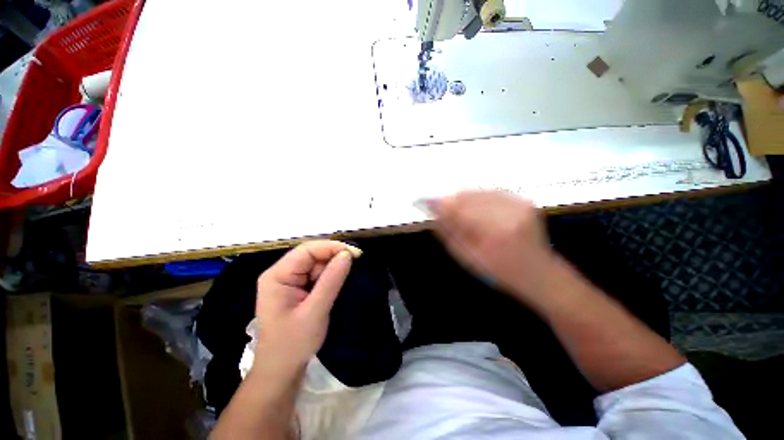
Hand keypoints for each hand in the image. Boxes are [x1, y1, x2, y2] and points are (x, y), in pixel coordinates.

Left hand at [254, 240, 360, 373]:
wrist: (281, 372)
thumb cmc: (293, 344)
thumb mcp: (315, 311)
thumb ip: (332, 280)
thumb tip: (347, 254)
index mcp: (277, 276)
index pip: (307, 250)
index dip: (331, 247)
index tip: (355, 253)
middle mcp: (281, 274)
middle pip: (311, 255)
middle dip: (334, 258)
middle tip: (356, 264)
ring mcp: (289, 281)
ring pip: (316, 264)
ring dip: (334, 268)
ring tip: (350, 275)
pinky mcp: (297, 289)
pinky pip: (316, 275)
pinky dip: (330, 277)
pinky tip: (340, 282)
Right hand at [431, 190, 555, 300]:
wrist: (539, 273)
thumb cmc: (499, 271)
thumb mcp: (468, 258)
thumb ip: (449, 233)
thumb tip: (434, 212)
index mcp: (495, 233)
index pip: (459, 210)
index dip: (440, 205)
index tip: (425, 202)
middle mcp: (509, 214)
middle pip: (468, 197)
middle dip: (452, 202)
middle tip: (444, 211)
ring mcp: (519, 205)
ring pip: (479, 192)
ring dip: (465, 200)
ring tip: (464, 215)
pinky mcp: (524, 201)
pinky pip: (491, 193)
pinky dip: (479, 200)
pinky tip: (480, 212)